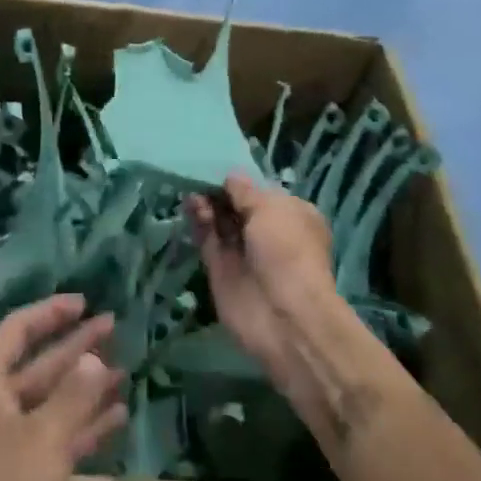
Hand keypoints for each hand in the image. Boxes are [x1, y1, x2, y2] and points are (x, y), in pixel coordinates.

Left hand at [0, 295, 126, 480]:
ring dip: (84, 389)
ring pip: (47, 403)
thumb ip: (74, 394)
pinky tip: (115, 418)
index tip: (85, 302)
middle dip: (75, 348)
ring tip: (124, 372)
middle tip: (114, 327)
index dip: (51, 313)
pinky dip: (80, 427)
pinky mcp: (12, 479)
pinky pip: (50, 438)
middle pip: (36, 364)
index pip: (17, 330)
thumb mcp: (44, 438)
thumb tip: (93, 357)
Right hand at [186, 172, 337, 396]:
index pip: (260, 191)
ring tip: (192, 191)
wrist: (284, 316)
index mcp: (290, 214)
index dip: (239, 181)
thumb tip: (230, 176)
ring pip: (220, 222)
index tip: (216, 164)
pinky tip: (190, 206)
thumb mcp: (270, 208)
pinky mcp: (221, 270)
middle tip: (197, 175)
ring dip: (206, 204)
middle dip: (219, 191)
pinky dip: (198, 223)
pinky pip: (207, 240)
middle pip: (236, 206)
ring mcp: (243, 252)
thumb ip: (244, 191)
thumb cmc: (287, 251)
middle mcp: (267, 232)